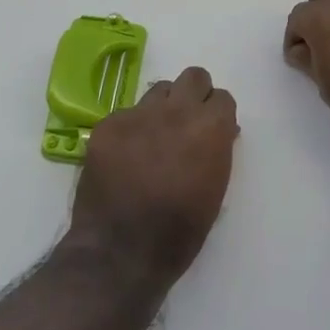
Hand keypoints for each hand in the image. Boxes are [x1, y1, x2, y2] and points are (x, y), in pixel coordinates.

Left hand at [67, 66, 237, 287]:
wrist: (121, 252)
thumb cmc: (179, 232)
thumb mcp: (215, 190)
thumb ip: (217, 150)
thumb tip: (218, 132)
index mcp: (210, 128)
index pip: (222, 98)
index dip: (218, 115)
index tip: (213, 131)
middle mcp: (176, 111)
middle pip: (193, 76)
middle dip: (194, 94)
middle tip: (187, 122)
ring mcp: (138, 114)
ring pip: (158, 90)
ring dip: (163, 108)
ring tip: (154, 137)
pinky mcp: (107, 125)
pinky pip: (126, 113)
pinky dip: (130, 129)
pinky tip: (125, 157)